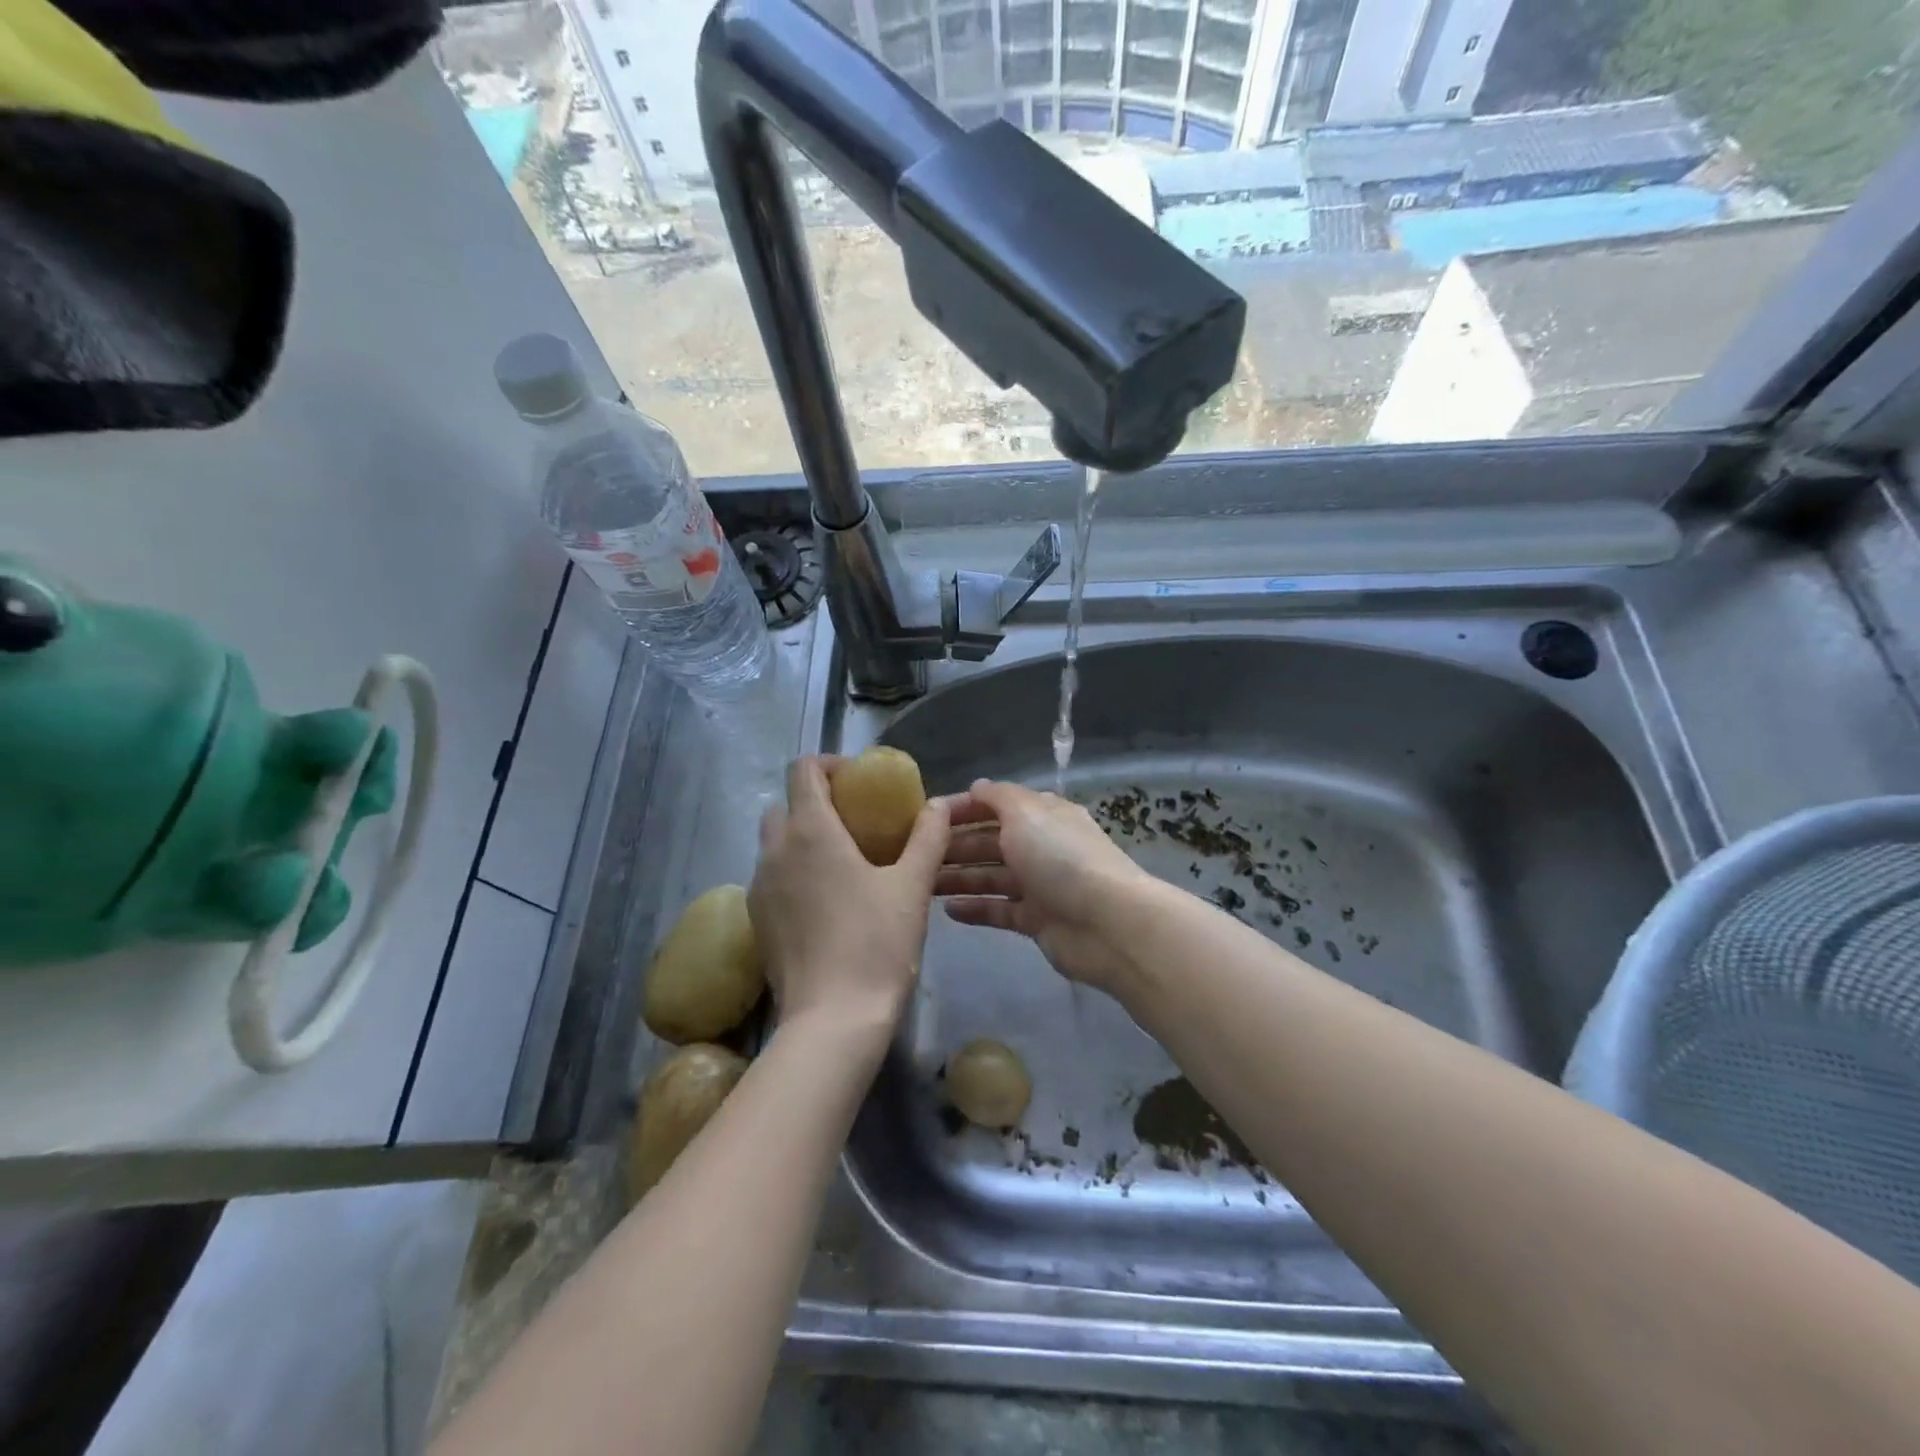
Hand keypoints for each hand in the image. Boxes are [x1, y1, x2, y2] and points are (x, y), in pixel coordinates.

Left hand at [749, 757, 949, 1049]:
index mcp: (810, 831)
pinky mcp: (756, 920)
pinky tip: (825, 902)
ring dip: (802, 838)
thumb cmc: (876, 944)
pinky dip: (793, 872)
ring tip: (842, 863)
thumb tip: (940, 804)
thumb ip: (927, 837)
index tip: (859, 782)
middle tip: (855, 822)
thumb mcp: (912, 886)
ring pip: (774, 843)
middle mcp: (774, 851)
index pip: (803, 770)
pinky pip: (771, 877)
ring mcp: (758, 887)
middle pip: (784, 804)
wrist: (832, 1019)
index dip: (829, 765)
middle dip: (815, 803)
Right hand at [936, 779, 1152, 989]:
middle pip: (989, 842)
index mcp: (1041, 815)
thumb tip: (976, 786)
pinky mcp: (1036, 920)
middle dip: (954, 846)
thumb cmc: (1060, 857)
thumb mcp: (1026, 813)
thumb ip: (998, 797)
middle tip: (914, 854)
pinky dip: (975, 909)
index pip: (994, 805)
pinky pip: (999, 910)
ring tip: (922, 883)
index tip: (924, 817)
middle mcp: (1040, 846)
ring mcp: (1039, 885)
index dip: (961, 809)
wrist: (1106, 922)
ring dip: (958, 877)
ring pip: (990, 877)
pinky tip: (946, 910)